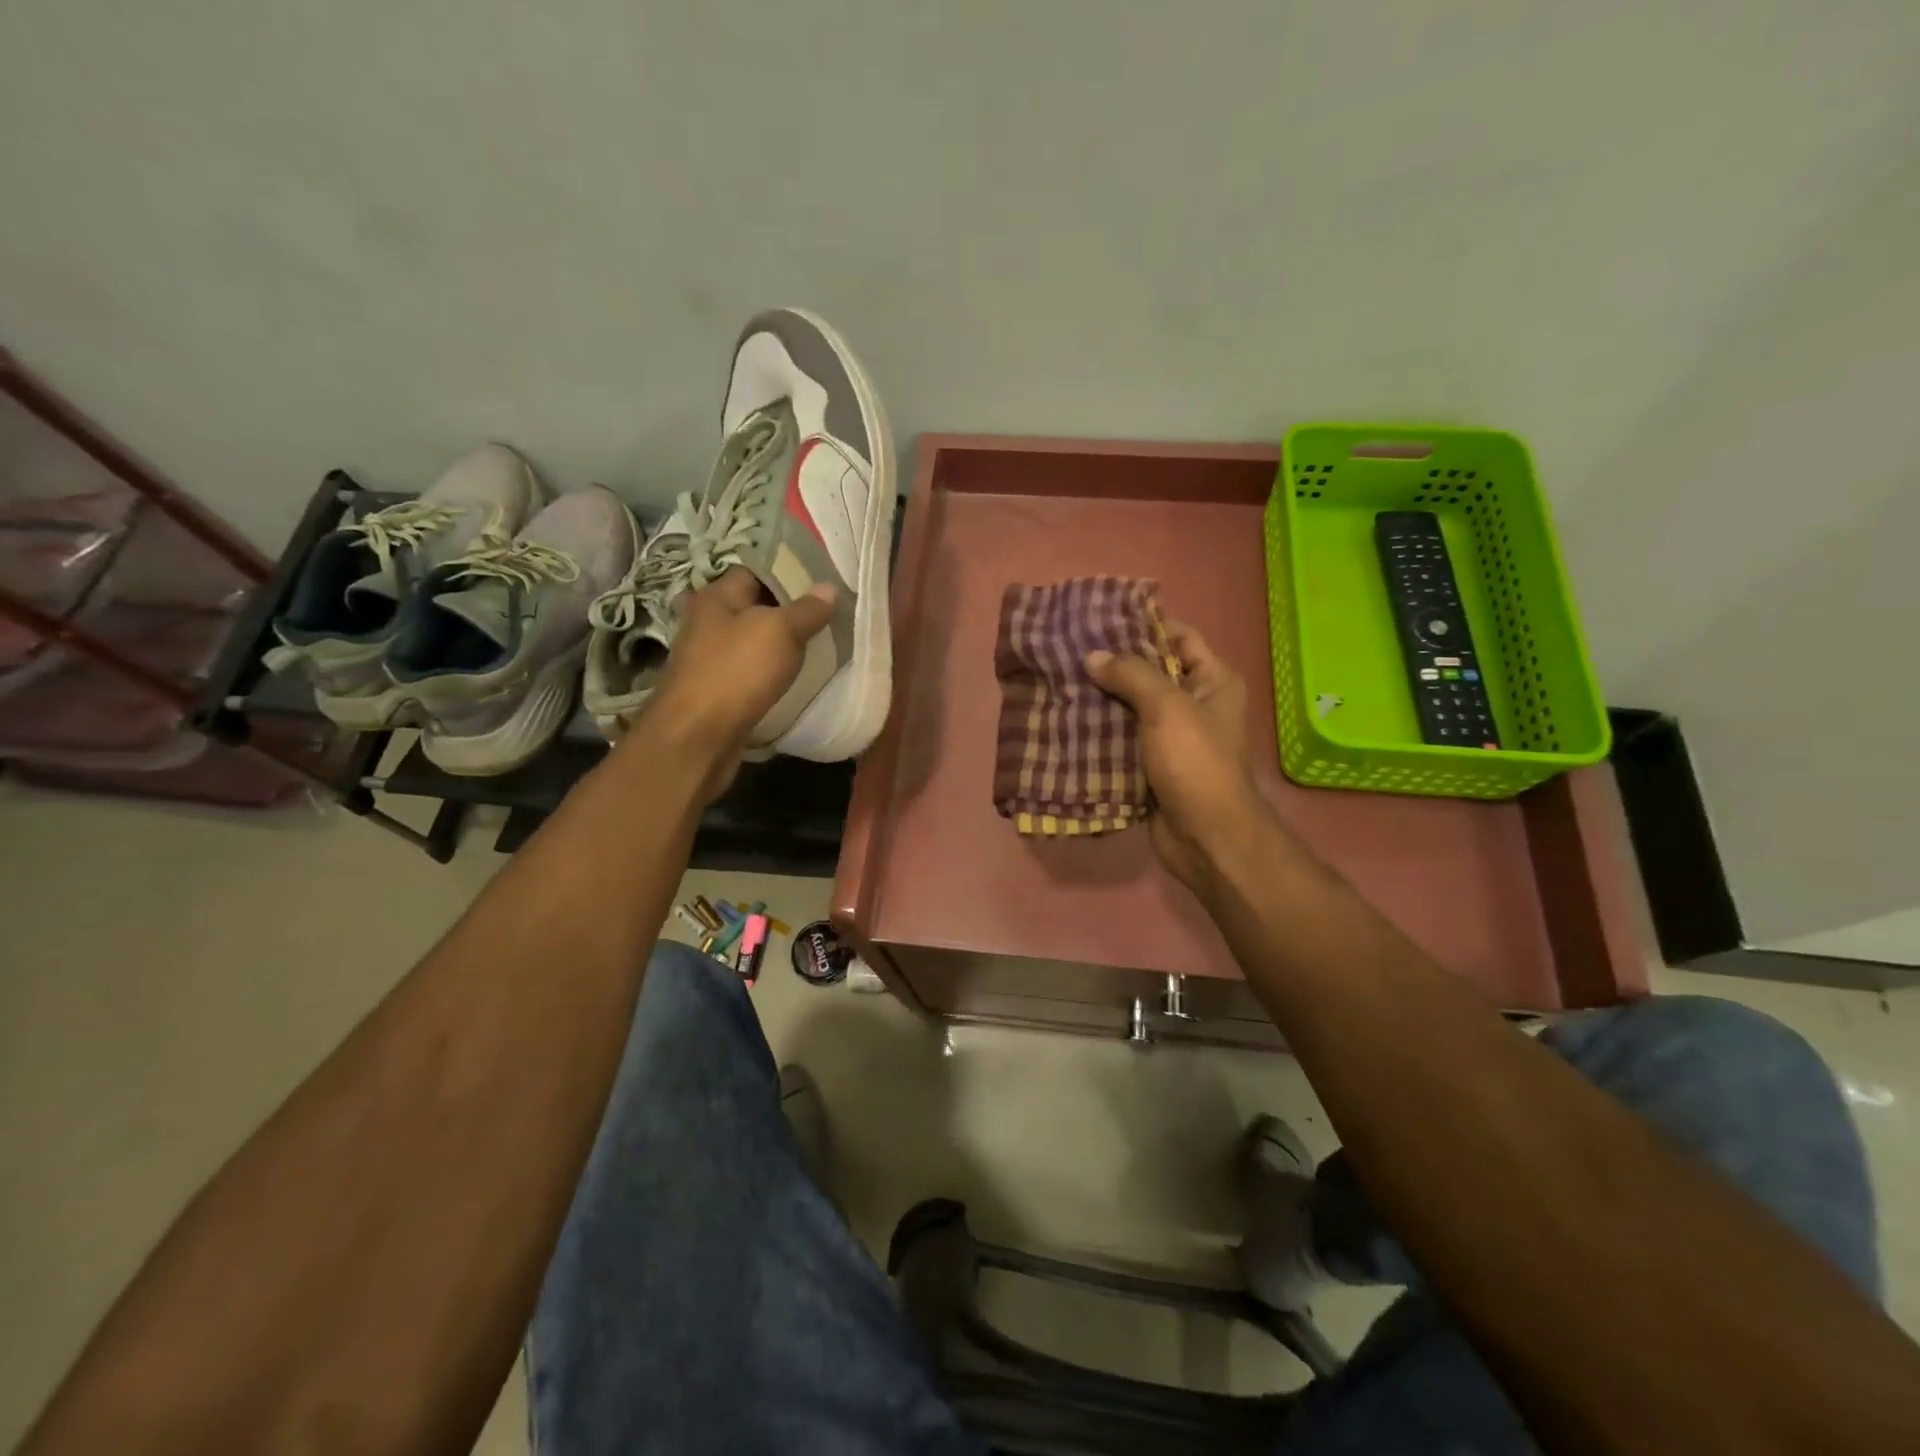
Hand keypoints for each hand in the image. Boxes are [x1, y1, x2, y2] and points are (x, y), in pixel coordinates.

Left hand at [637, 567, 835, 800]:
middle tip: (827, 615)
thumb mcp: (780, 632)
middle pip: (754, 606)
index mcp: (716, 596)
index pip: (755, 570)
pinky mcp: (715, 688)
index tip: (822, 582)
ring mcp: (708, 657)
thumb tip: (829, 588)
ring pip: (753, 640)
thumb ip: (807, 609)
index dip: (788, 572)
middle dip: (788, 610)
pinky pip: (749, 670)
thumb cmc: (736, 672)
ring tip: (818, 645)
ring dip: (780, 644)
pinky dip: (770, 670)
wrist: (697, 737)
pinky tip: (793, 677)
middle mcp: (707, 621)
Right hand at [1085, 621, 1264, 892]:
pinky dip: (1099, 732)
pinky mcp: (1151, 766)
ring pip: (1131, 707)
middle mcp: (1195, 704)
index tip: (1100, 618)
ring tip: (1060, 680)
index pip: (1179, 637)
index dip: (1144, 624)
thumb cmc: (1196, 763)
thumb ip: (1131, 675)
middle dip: (1113, 663)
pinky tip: (1066, 720)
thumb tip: (1093, 656)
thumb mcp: (1167, 708)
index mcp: (1212, 681)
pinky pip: (1122, 740)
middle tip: (1069, 649)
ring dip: (1100, 699)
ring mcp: (1172, 737)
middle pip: (1150, 672)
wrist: (1206, 838)